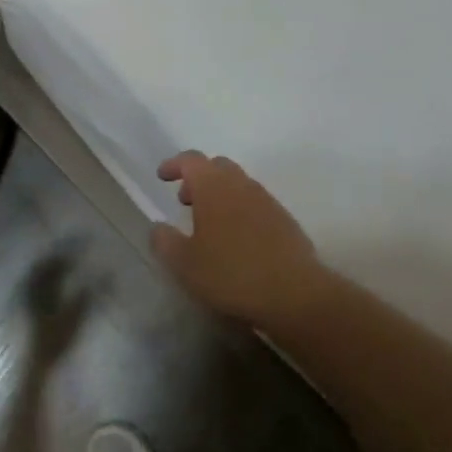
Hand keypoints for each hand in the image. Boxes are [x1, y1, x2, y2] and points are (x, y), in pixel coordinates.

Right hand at [150, 153, 326, 328]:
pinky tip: (237, 240)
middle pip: (217, 167)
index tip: (162, 176)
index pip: (191, 160)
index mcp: (214, 186)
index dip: (174, 164)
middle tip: (185, 201)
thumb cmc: (231, 273)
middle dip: (198, 178)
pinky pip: (255, 203)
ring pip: (238, 184)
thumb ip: (165, 241)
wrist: (293, 291)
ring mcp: (266, 199)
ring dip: (220, 195)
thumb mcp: (185, 264)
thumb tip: (158, 227)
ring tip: (209, 225)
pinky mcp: (284, 218)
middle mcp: (241, 184)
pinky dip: (240, 210)